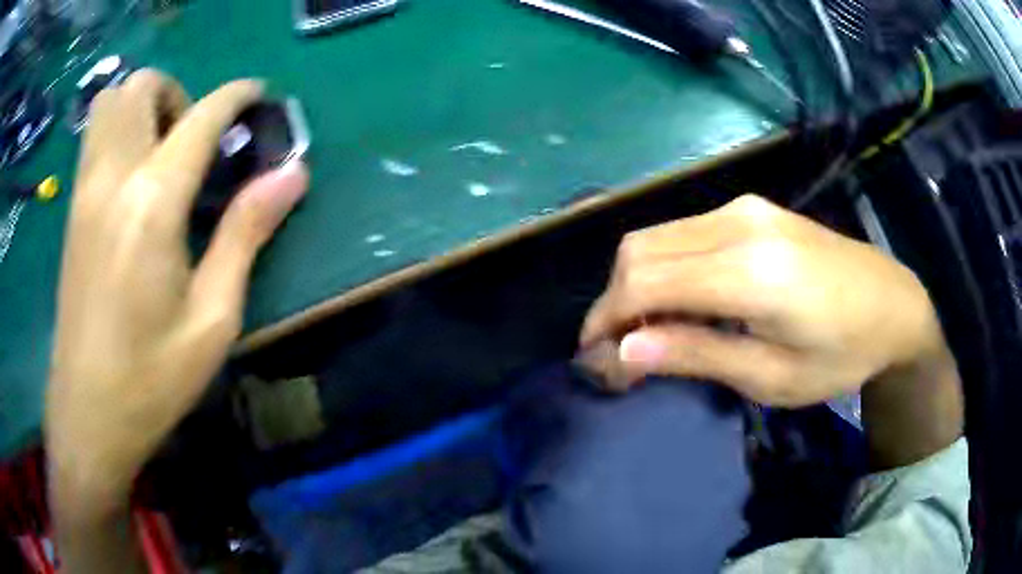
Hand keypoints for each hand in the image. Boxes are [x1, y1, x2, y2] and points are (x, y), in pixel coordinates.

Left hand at [45, 71, 308, 512]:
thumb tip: (291, 175)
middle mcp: (112, 179)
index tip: (259, 94)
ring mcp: (84, 192)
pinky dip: (119, 127)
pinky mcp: (72, 211)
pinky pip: (94, 136)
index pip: (201, 116)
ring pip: (110, 102)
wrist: (88, 412)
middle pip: (141, 86)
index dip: (236, 95)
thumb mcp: (212, 319)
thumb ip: (246, 234)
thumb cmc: (151, 378)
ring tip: (162, 148)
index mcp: (152, 204)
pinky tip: (134, 174)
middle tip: (196, 138)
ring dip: (143, 104)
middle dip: (179, 92)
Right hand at [580, 195, 952, 407]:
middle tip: (620, 349)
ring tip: (649, 328)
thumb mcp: (773, 376)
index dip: (607, 318)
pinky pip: (685, 231)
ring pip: (658, 235)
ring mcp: (745, 207)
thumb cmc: (842, 354)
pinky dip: (665, 265)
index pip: (645, 281)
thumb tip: (625, 349)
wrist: (893, 304)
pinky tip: (682, 298)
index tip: (596, 358)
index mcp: (750, 271)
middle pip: (640, 248)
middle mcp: (739, 222)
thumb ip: (698, 354)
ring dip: (637, 282)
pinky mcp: (752, 207)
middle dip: (614, 300)